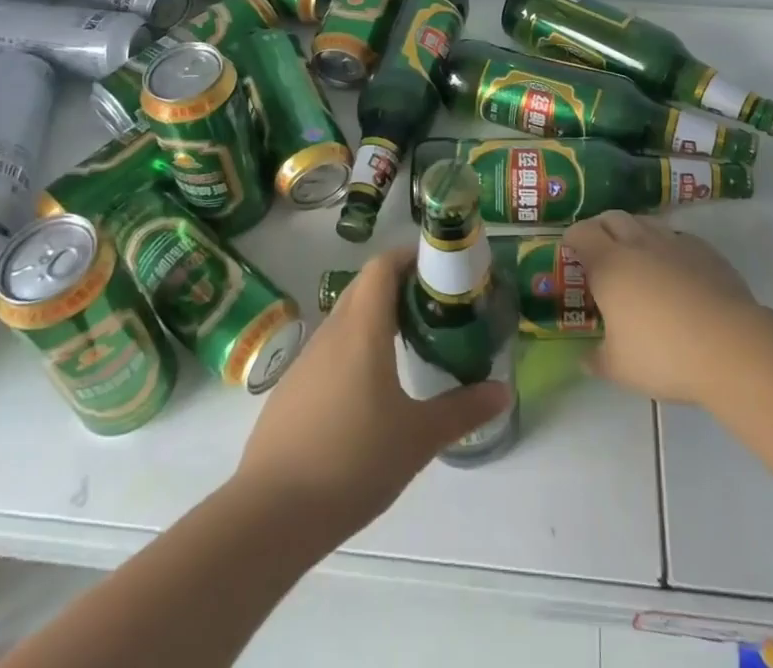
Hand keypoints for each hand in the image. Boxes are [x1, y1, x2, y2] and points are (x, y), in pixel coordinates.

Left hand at [234, 246, 508, 543]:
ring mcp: (306, 361)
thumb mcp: (418, 439)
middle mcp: (331, 333)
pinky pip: (329, 350)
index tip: (440, 269)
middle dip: (398, 285)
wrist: (269, 515)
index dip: (409, 257)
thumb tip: (503, 391)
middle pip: (365, 286)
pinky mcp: (291, 390)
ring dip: (376, 317)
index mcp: (362, 329)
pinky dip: (354, 347)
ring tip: (408, 344)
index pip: (382, 266)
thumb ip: (462, 411)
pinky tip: (369, 388)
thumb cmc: (352, 462)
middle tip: (434, 305)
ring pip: (346, 319)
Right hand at [564, 211, 759, 404]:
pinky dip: (667, 247)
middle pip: (612, 217)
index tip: (571, 251)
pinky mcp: (705, 250)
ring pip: (645, 222)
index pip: (582, 232)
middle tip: (600, 252)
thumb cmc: (664, 355)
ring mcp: (674, 242)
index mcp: (609, 264)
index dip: (573, 238)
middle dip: (601, 228)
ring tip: (636, 259)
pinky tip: (674, 271)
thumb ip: (597, 360)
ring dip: (634, 233)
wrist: (730, 346)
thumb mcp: (620, 368)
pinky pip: (677, 237)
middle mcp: (638, 244)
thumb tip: (585, 359)